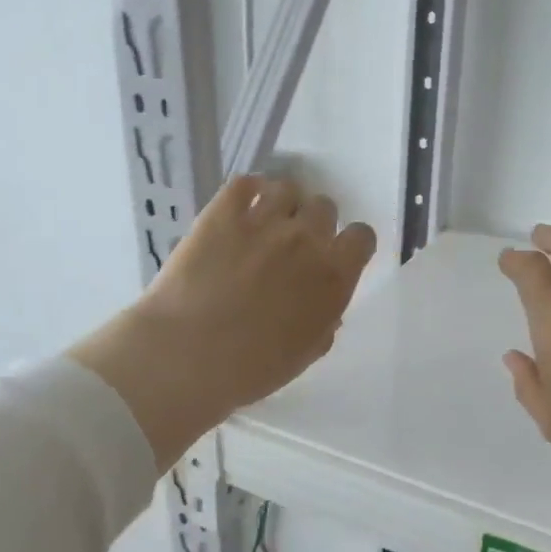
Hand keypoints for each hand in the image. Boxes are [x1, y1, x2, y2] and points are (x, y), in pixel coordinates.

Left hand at [73, 175, 375, 471]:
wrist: (189, 355)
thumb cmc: (251, 368)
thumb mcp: (303, 355)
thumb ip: (324, 324)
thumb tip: (326, 308)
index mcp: (333, 278)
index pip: (361, 237)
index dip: (350, 244)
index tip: (336, 255)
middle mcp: (306, 240)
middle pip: (324, 207)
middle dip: (313, 224)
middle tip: (293, 246)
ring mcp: (264, 221)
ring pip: (288, 188)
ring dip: (283, 204)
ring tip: (264, 224)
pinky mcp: (222, 212)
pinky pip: (245, 182)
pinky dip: (248, 191)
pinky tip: (239, 209)